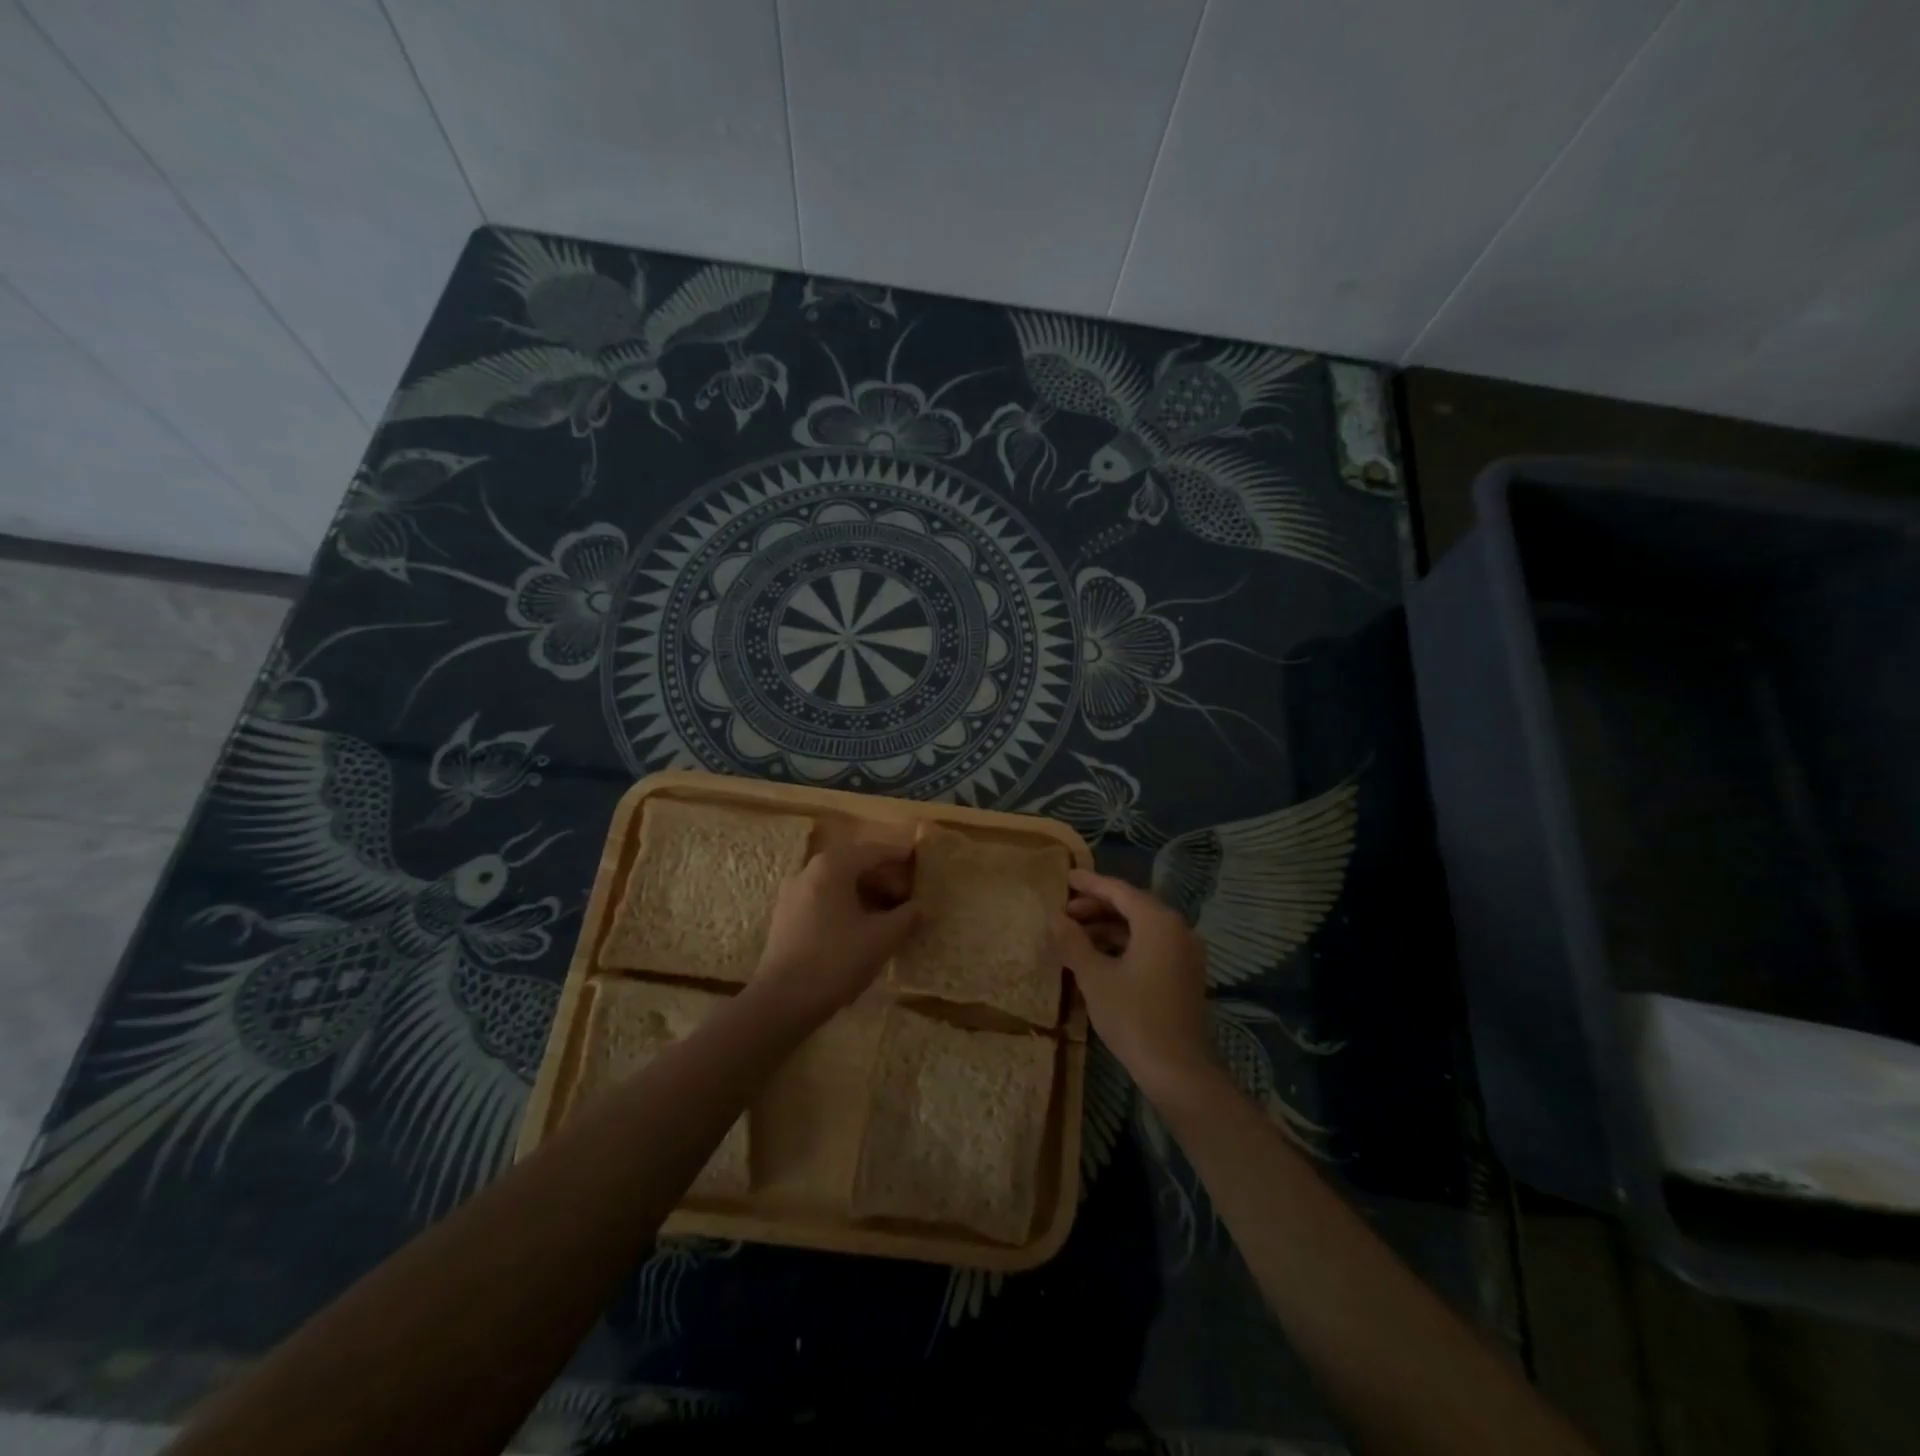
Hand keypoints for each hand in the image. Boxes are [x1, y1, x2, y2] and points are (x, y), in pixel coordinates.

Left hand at [752, 840, 919, 1022]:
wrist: (782, 1001)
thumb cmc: (836, 960)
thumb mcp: (881, 938)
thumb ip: (906, 917)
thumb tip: (923, 907)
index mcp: (832, 867)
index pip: (871, 852)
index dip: (897, 855)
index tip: (916, 858)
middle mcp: (808, 872)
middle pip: (852, 864)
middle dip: (881, 876)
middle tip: (905, 894)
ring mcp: (792, 895)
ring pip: (836, 883)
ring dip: (863, 892)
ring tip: (887, 913)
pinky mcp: (786, 918)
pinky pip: (822, 900)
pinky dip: (845, 905)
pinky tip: (860, 928)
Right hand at [1054, 868, 1214, 1101]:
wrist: (1178, 1070)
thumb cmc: (1133, 1017)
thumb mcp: (1094, 977)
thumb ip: (1072, 941)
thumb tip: (1054, 916)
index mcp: (1158, 921)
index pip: (1119, 890)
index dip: (1089, 883)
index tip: (1064, 877)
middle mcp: (1177, 928)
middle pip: (1132, 905)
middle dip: (1097, 905)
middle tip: (1065, 911)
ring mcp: (1185, 951)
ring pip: (1142, 926)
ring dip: (1109, 926)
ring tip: (1075, 933)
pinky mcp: (1185, 973)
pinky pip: (1151, 943)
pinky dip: (1125, 943)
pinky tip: (1099, 955)